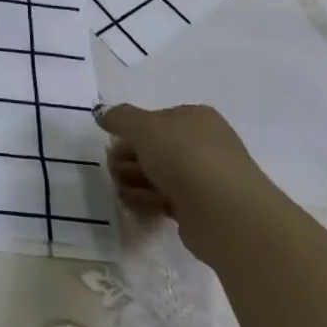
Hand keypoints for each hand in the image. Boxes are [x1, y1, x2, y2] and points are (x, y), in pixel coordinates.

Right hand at [100, 103, 275, 254]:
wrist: (224, 213)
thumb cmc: (184, 157)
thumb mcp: (143, 126)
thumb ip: (119, 117)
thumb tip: (102, 113)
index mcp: (195, 119)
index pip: (155, 119)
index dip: (131, 130)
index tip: (114, 142)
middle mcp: (202, 145)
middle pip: (152, 148)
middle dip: (127, 158)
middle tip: (115, 170)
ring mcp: (202, 178)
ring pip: (156, 175)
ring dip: (132, 181)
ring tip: (123, 190)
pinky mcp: (198, 209)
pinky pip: (163, 199)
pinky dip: (146, 200)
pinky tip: (135, 204)